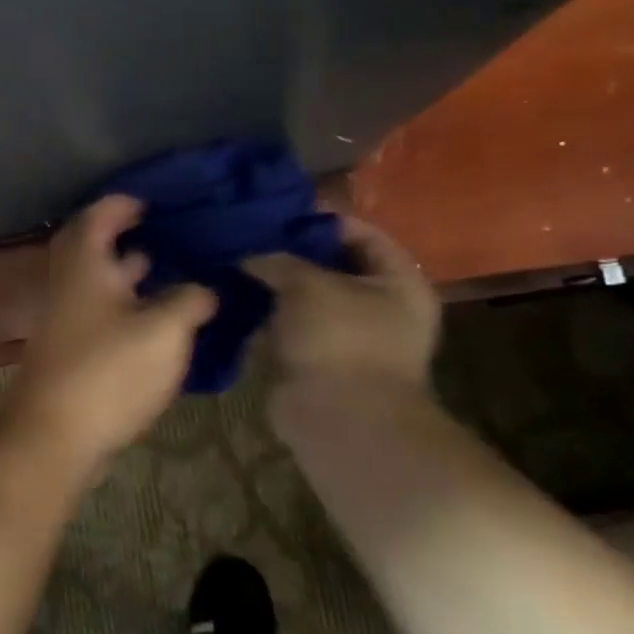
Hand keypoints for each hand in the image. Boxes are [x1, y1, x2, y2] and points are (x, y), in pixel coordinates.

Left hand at [0, 196, 216, 478]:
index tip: (156, 201)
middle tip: (166, 232)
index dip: (124, 203)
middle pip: (93, 247)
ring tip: (173, 270)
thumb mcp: (163, 331)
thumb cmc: (108, 371)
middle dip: (127, 236)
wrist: (55, 435)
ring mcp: (66, 319)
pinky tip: (160, 320)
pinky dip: (128, 306)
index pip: (98, 216)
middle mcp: (69, 285)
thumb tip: (205, 288)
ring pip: (99, 283)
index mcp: (84, 265)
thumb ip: (189, 300)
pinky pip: (101, 312)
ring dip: (129, 273)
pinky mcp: (72, 350)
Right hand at [243, 216, 439, 394]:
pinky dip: (266, 317)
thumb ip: (280, 261)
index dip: (324, 221)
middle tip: (251, 238)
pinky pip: (289, 328)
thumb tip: (250, 258)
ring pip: (306, 299)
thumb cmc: (339, 339)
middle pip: (333, 267)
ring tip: (236, 266)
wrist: (340, 419)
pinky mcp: (318, 361)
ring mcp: (348, 338)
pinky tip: (235, 300)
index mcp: (398, 283)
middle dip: (292, 254)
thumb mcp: (308, 284)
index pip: (364, 235)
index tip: (280, 214)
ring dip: (275, 287)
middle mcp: (380, 308)